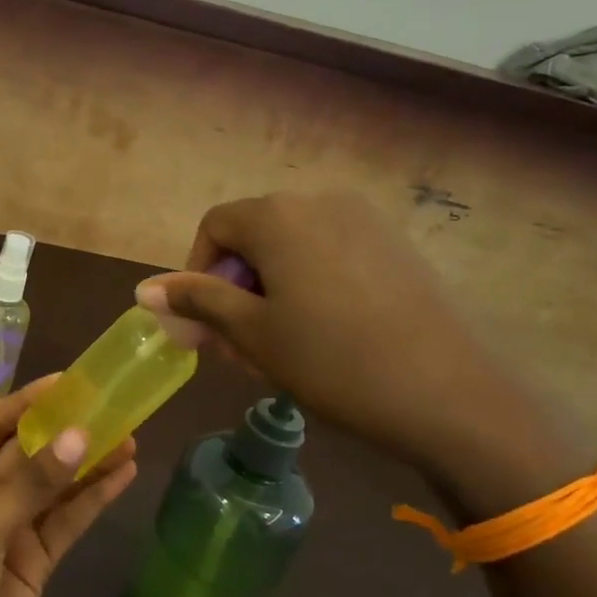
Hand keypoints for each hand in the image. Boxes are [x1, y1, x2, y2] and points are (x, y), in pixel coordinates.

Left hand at [0, 378, 136, 596]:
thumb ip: (33, 482)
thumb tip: (81, 434)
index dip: (28, 402)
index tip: (70, 383)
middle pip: (27, 453)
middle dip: (66, 432)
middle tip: (112, 409)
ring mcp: (7, 531)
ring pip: (53, 487)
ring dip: (87, 464)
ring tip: (130, 438)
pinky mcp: (33, 563)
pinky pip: (65, 523)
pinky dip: (92, 500)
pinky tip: (122, 477)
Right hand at [137, 192, 585, 508]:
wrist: (453, 395)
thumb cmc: (333, 361)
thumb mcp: (252, 334)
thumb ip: (196, 302)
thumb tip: (143, 290)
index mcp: (279, 215)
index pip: (215, 227)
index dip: (197, 274)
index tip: (208, 326)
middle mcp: (322, 202)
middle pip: (255, 237)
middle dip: (235, 289)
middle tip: (239, 348)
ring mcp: (367, 221)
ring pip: (294, 250)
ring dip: (271, 293)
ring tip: (281, 349)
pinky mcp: (399, 247)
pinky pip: (333, 256)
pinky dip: (311, 288)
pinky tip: (327, 337)